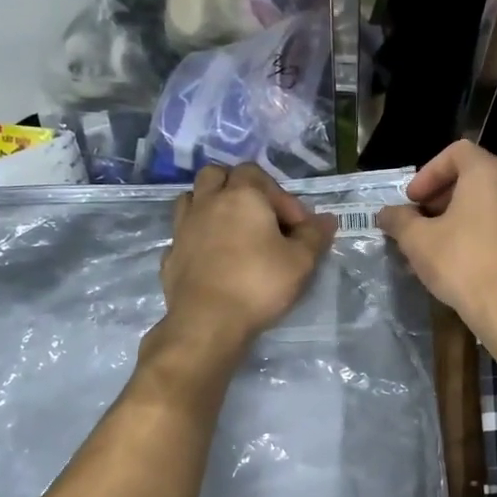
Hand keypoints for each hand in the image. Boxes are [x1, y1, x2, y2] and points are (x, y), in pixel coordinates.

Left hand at [156, 164, 335, 361]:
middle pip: (217, 174)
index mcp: (241, 196)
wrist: (207, 321)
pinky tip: (211, 257)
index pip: (258, 174)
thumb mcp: (301, 261)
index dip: (280, 196)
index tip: (296, 227)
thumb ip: (315, 235)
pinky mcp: (170, 253)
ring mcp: (183, 227)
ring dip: (211, 205)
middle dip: (238, 187)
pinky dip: (197, 237)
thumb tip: (326, 219)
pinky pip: (183, 233)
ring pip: (192, 198)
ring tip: (231, 230)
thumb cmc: (259, 284)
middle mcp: (208, 202)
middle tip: (258, 215)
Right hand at [377, 141, 496, 354]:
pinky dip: (480, 224)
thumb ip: (398, 220)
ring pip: (490, 196)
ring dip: (461, 210)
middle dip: (444, 191)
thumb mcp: (417, 241)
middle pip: (475, 172)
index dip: (429, 173)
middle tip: (423, 214)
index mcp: (488, 173)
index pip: (457, 152)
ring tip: (437, 237)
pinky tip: (460, 252)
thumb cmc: (461, 263)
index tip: (413, 200)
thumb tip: (385, 214)